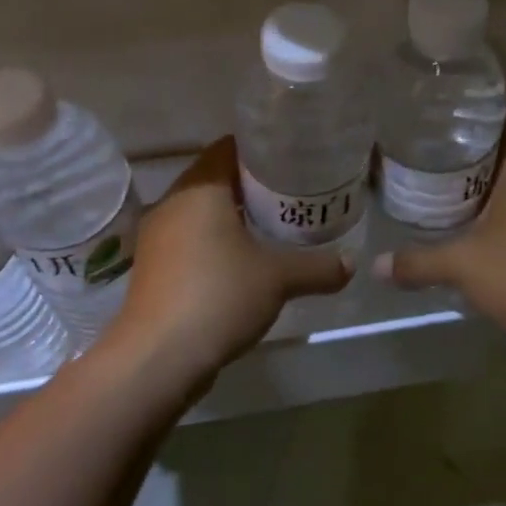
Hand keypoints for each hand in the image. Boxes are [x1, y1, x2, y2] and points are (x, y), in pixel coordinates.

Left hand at [106, 137, 351, 396]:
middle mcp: (172, 203)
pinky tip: (243, 263)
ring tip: (273, 227)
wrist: (157, 357)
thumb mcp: (279, 279)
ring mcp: (157, 237)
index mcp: (199, 189)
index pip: (229, 148)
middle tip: (292, 194)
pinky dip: (215, 242)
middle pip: (215, 179)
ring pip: (201, 213)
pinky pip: (190, 240)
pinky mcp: (154, 268)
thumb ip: (318, 267)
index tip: (292, 160)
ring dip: (233, 217)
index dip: (261, 150)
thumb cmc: (219, 296)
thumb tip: (351, 263)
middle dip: (252, 186)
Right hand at [373, 104, 505, 355]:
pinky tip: (483, 224)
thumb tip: (376, 266)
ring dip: (494, 183)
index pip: (504, 114)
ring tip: (451, 187)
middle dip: (475, 150)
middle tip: (433, 152)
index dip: (473, 110)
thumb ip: (417, 261)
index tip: (440, 112)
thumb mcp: (460, 264)